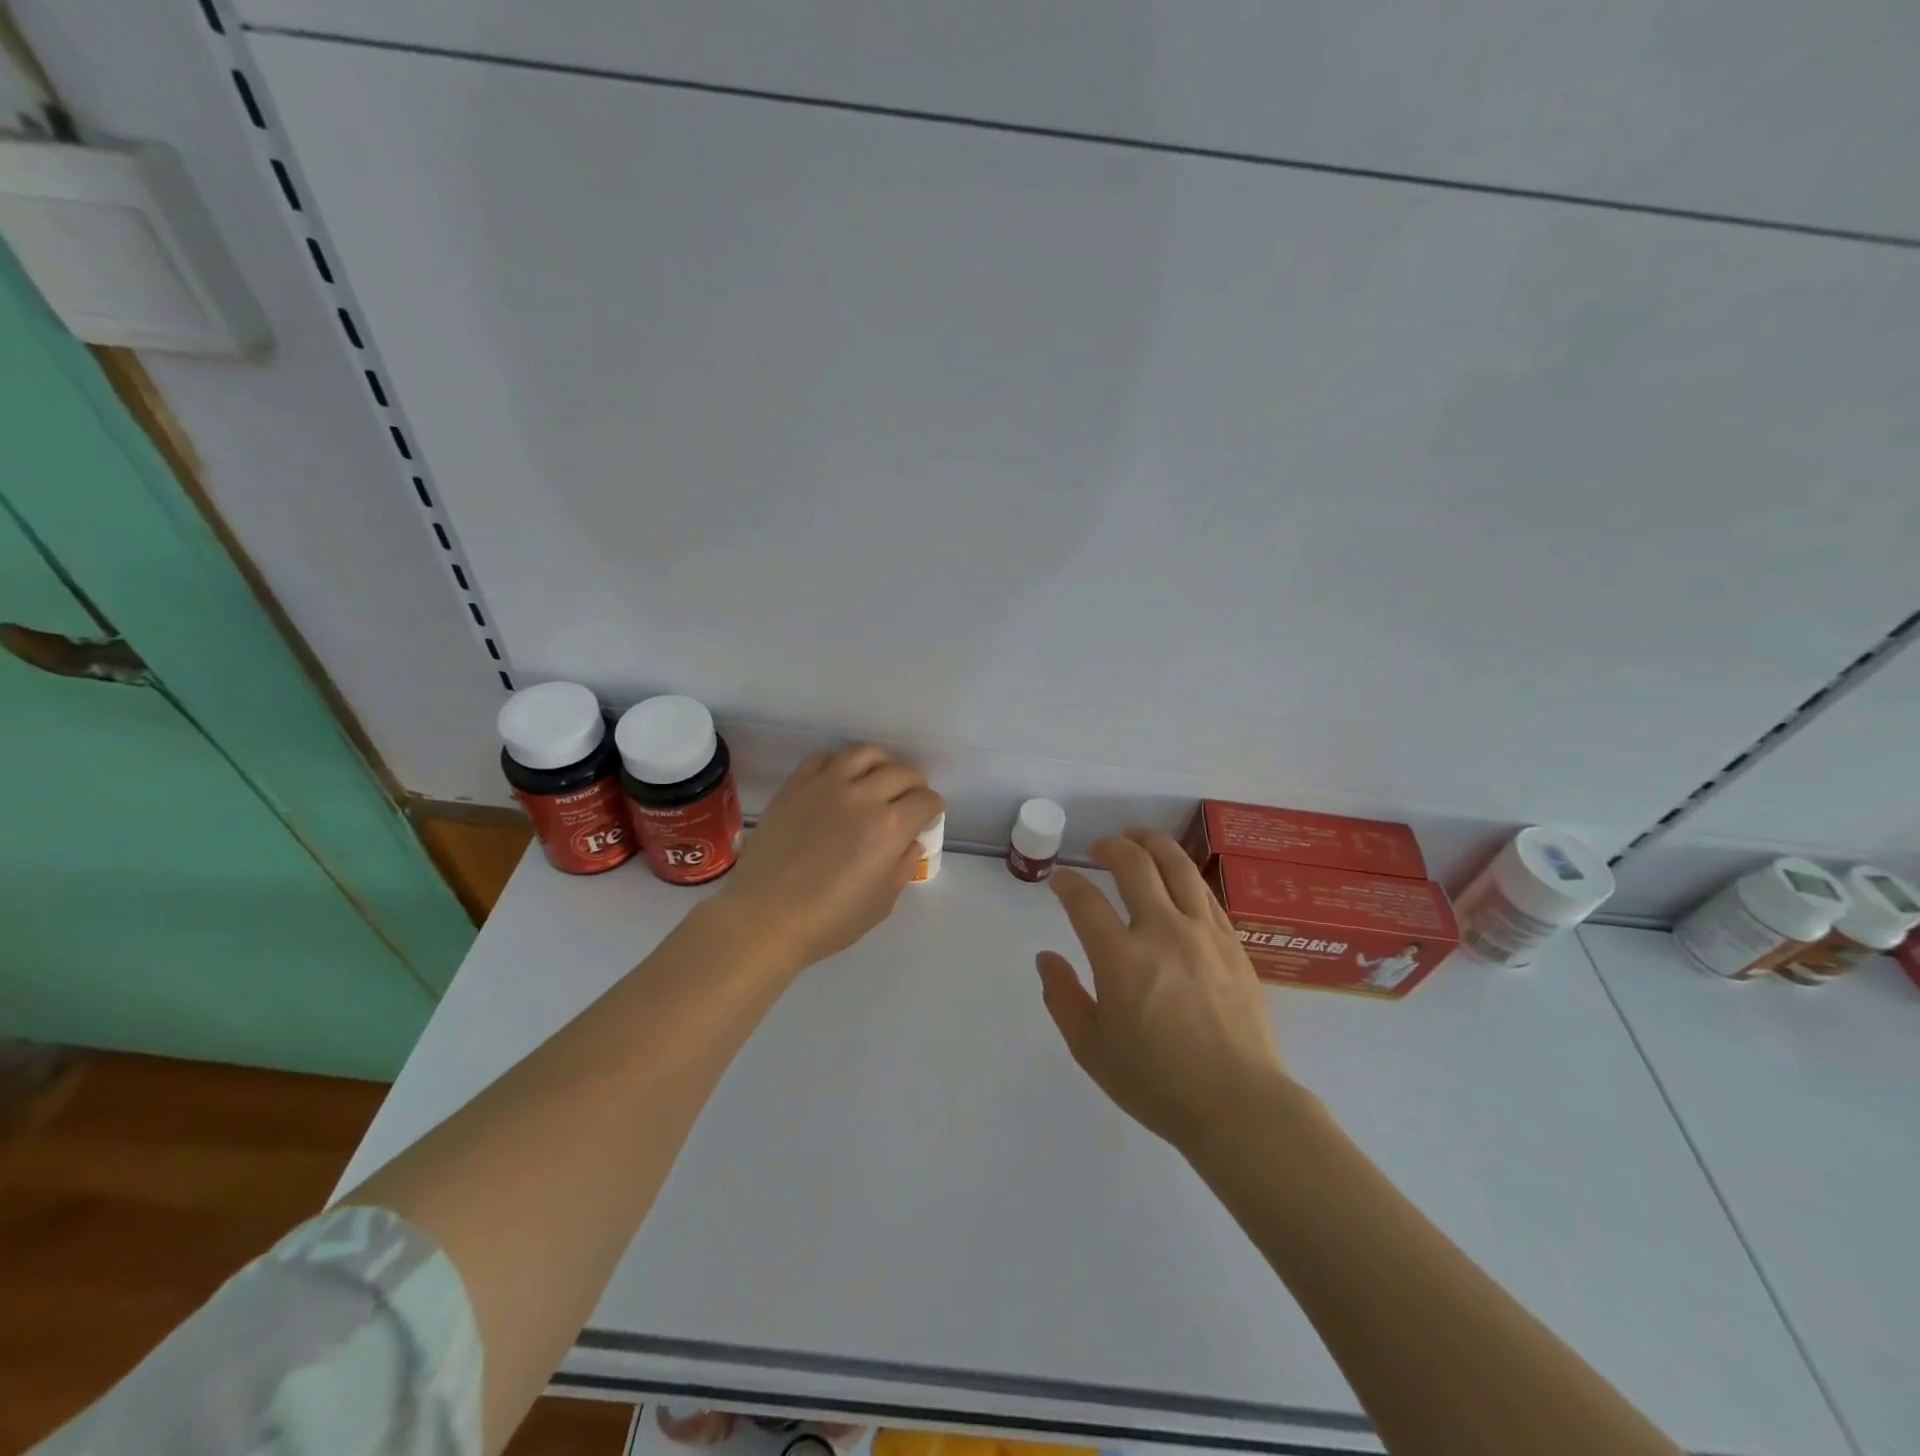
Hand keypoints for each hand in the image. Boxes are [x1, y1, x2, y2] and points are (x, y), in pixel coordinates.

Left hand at [715, 745, 943, 972]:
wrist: (765, 917)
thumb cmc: (829, 920)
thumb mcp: (881, 902)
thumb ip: (902, 866)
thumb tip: (911, 842)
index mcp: (889, 827)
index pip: (926, 801)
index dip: (933, 808)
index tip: (928, 818)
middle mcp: (862, 796)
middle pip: (903, 771)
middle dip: (915, 783)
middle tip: (910, 798)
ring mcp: (826, 785)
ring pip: (865, 753)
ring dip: (882, 763)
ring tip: (879, 778)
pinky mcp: (795, 785)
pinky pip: (824, 757)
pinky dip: (840, 763)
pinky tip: (840, 779)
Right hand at [1037, 829, 1292, 1154]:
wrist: (1239, 1105)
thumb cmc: (1157, 1083)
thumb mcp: (1091, 1049)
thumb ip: (1062, 997)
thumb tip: (1046, 958)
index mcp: (1120, 958)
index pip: (1085, 900)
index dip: (1067, 883)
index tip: (1060, 881)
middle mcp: (1162, 931)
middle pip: (1134, 864)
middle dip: (1110, 846)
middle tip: (1099, 848)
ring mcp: (1203, 933)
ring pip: (1177, 866)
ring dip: (1152, 843)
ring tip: (1138, 837)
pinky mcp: (1233, 943)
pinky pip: (1205, 892)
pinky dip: (1184, 874)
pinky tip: (1176, 876)